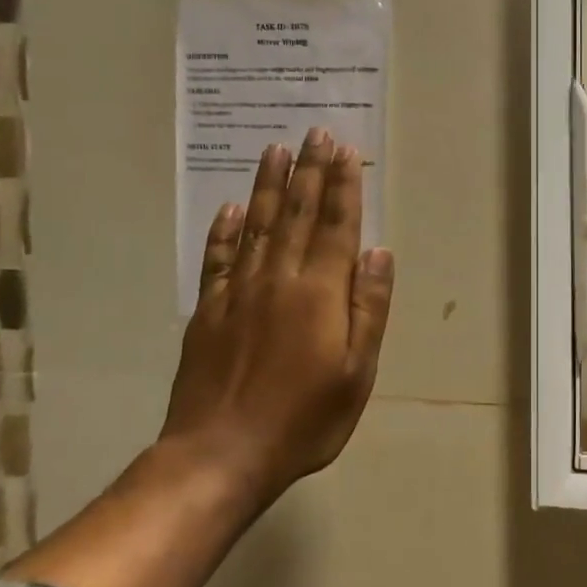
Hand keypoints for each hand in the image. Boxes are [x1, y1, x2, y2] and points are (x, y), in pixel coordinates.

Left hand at [160, 130, 394, 499]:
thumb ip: (368, 307)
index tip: (344, 150)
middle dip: (308, 171)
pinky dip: (223, 231)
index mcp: (319, 292)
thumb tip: (378, 252)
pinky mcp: (208, 311)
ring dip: (267, 186)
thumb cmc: (304, 418)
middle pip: (296, 214)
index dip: (342, 186)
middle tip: (314, 132)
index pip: (335, 226)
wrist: (221, 454)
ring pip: (255, 225)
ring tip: (274, 150)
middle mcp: (278, 279)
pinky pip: (217, 258)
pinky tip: (229, 209)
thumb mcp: (357, 372)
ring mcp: (238, 292)